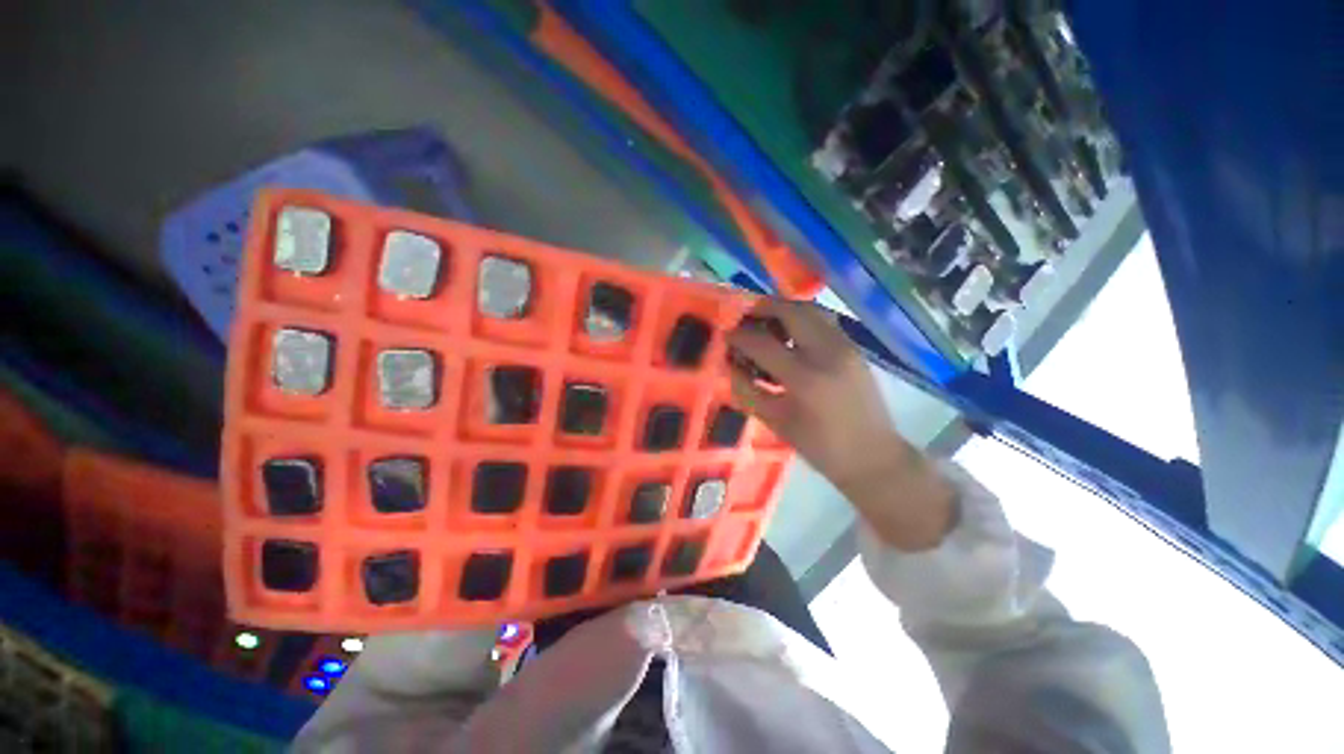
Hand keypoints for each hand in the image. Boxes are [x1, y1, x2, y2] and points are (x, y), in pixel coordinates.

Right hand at [726, 299, 954, 550]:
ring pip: (811, 309)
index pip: (762, 343)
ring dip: (785, 309)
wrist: (873, 455)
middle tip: (747, 318)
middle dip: (763, 308)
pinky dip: (803, 318)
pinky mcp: (855, 347)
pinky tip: (792, 334)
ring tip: (768, 322)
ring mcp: (846, 346)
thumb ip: (747, 390)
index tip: (726, 334)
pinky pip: (825, 319)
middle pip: (791, 310)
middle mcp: (827, 353)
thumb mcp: (775, 422)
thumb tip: (730, 364)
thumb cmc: (820, 447)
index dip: (739, 336)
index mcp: (804, 379)